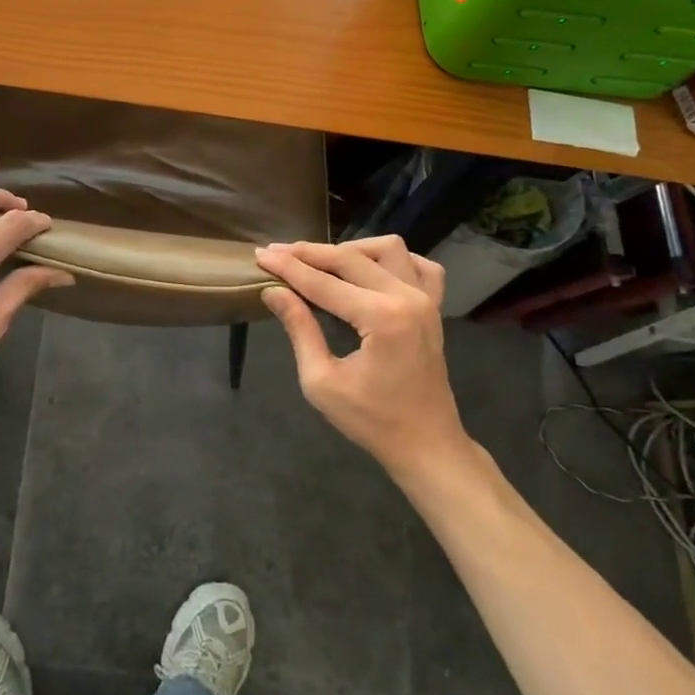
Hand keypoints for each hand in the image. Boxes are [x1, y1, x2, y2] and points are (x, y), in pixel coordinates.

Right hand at [254, 237, 469, 481]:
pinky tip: (371, 269)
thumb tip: (273, 291)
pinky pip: (420, 266)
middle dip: (309, 253)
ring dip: (351, 249)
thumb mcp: (322, 382)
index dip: (287, 267)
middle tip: (277, 253)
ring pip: (387, 249)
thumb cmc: (372, 421)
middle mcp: (407, 298)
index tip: (259, 254)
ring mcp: (426, 300)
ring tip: (322, 262)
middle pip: (350, 258)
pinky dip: (394, 260)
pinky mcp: (435, 307)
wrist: (427, 446)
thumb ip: (299, 329)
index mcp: (382, 319)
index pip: (323, 283)